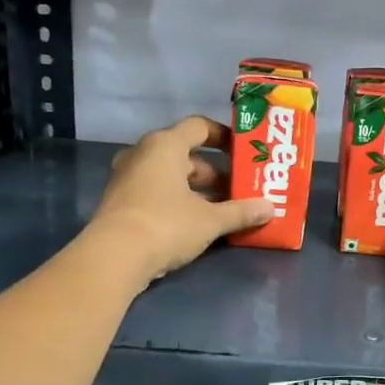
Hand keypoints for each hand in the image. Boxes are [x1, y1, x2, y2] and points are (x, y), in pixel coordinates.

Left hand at [90, 117, 273, 280]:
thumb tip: (271, 208)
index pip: (199, 127)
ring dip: (196, 190)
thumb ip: (241, 211)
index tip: (244, 152)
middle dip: (214, 172)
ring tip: (222, 210)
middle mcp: (143, 154)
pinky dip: (177, 202)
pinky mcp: (120, 202)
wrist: (113, 257)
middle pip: (185, 154)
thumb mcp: (210, 220)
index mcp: (165, 145)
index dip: (224, 136)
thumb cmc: (166, 225)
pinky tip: (196, 224)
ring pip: (170, 176)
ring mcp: (127, 178)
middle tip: (238, 190)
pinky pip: (156, 192)